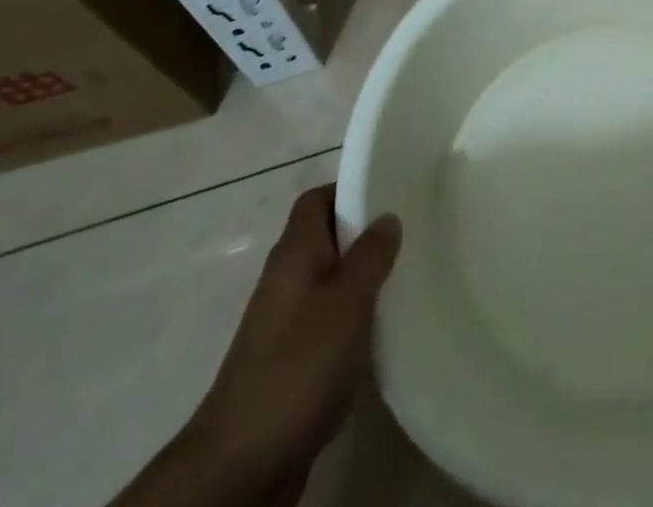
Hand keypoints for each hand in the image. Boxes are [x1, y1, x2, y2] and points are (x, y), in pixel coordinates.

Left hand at [122, 186, 400, 506]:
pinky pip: (327, 320)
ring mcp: (284, 321)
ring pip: (329, 280)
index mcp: (295, 251)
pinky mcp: (290, 360)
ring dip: (361, 280)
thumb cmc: (299, 364)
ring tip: (405, 278)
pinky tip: (381, 332)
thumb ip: (371, 254)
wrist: (242, 462)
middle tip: (410, 234)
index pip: (318, 198)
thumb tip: (387, 217)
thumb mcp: (348, 300)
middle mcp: (285, 277)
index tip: (392, 192)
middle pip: (326, 237)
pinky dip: (352, 319)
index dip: (351, 189)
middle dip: (365, 235)